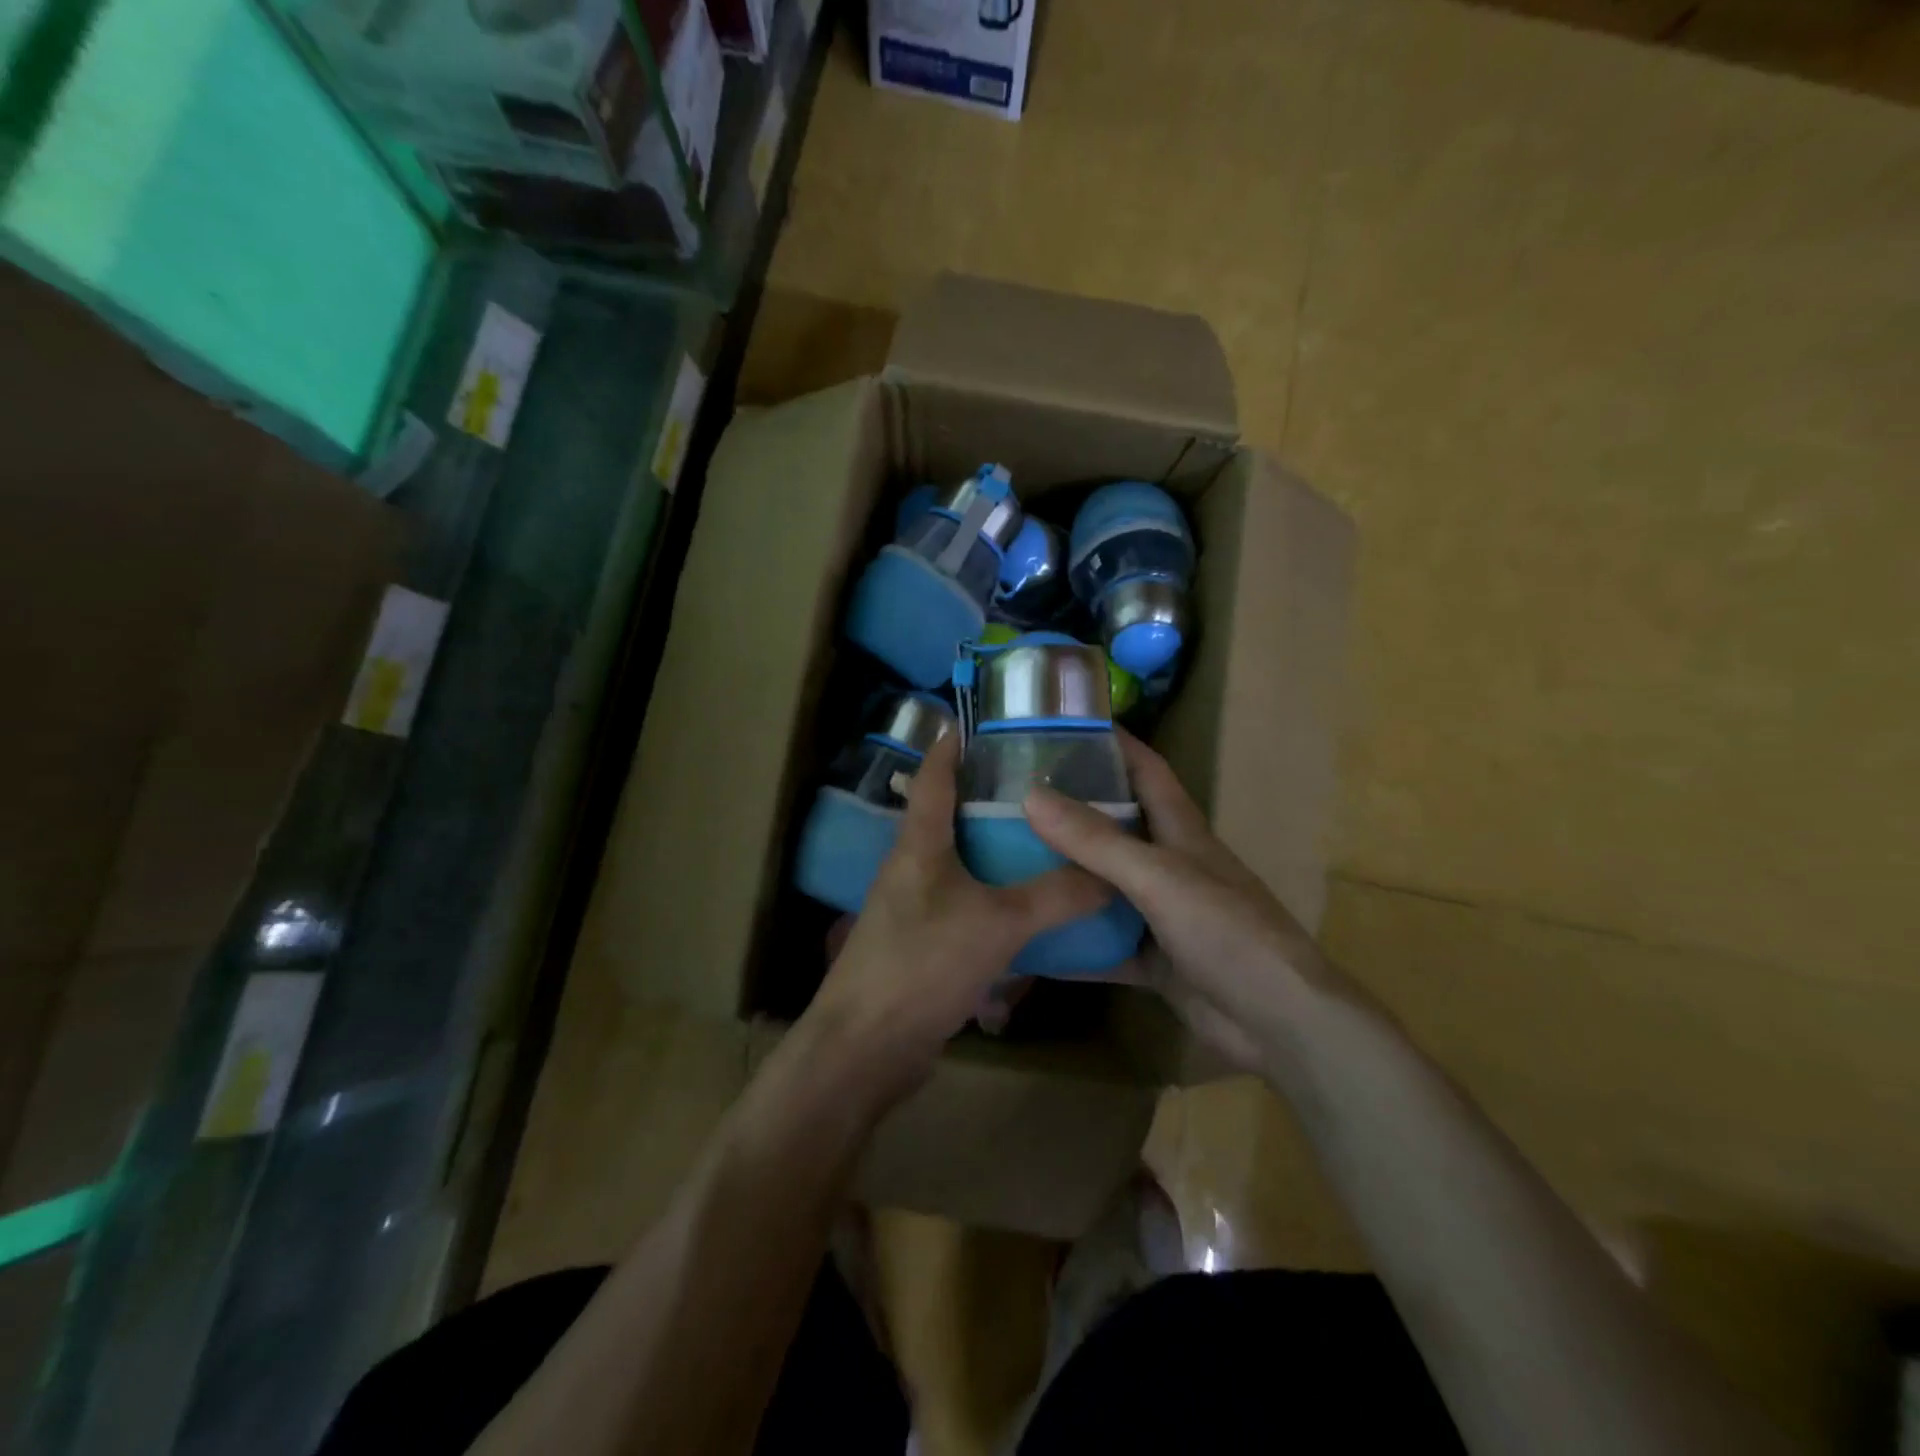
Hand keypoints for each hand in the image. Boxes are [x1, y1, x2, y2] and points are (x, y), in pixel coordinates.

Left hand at [804, 732, 1109, 1106]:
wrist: (865, 1048)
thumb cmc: (922, 965)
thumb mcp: (997, 924)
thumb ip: (1054, 896)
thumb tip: (1111, 872)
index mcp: (919, 844)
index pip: (934, 775)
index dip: (954, 743)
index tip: (986, 720)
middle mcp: (912, 867)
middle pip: (950, 816)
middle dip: (991, 797)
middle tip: (1044, 784)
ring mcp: (914, 908)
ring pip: (962, 865)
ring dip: (997, 852)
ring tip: (1047, 841)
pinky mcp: (924, 945)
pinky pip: (966, 908)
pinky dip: (996, 901)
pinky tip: (1032, 911)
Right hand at [1024, 731, 1330, 1070]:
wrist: (1279, 1023)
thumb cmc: (1227, 932)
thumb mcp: (1158, 878)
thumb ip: (1096, 841)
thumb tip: (1031, 794)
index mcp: (1181, 831)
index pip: (1146, 770)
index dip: (1114, 743)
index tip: (1066, 724)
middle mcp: (1170, 866)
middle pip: (1117, 827)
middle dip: (1072, 811)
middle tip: (1012, 799)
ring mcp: (1163, 915)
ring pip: (1106, 888)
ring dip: (1067, 879)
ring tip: (1009, 863)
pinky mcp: (1156, 960)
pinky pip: (1105, 945)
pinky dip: (1074, 945)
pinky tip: (1032, 943)